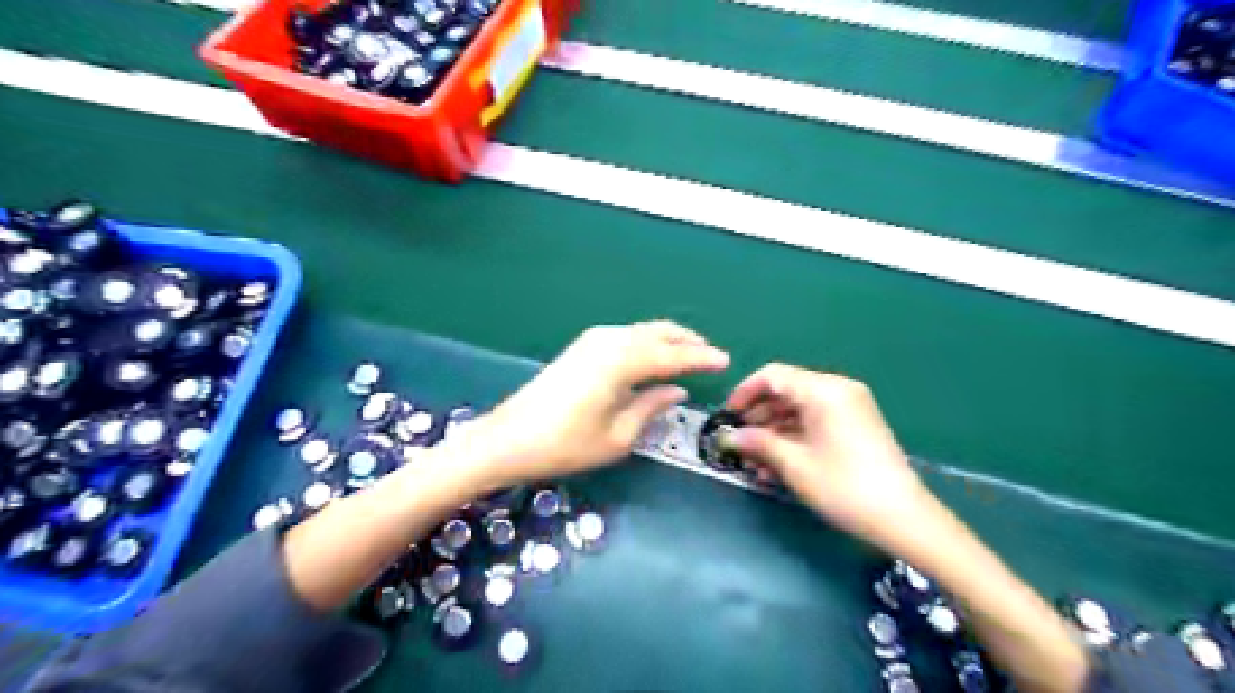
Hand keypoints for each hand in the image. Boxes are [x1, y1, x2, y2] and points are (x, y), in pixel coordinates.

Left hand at [457, 322, 726, 488]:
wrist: (508, 439)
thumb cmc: (566, 444)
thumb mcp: (618, 435)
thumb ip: (652, 406)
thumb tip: (678, 391)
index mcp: (622, 361)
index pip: (673, 355)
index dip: (701, 358)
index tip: (725, 361)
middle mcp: (610, 340)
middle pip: (658, 332)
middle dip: (687, 341)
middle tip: (709, 354)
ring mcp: (593, 340)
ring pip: (641, 331)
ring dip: (667, 339)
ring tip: (687, 354)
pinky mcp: (581, 347)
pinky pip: (626, 337)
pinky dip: (647, 342)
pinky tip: (653, 357)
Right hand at [725, 362, 925, 545]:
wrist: (903, 518)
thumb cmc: (844, 487)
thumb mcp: (794, 465)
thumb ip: (758, 443)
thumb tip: (729, 437)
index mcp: (823, 390)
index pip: (772, 376)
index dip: (744, 393)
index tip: (727, 417)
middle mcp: (837, 389)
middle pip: (786, 391)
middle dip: (758, 417)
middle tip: (739, 444)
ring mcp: (849, 407)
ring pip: (798, 409)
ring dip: (773, 432)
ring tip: (754, 463)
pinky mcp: (854, 425)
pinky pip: (815, 421)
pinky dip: (794, 437)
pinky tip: (777, 465)